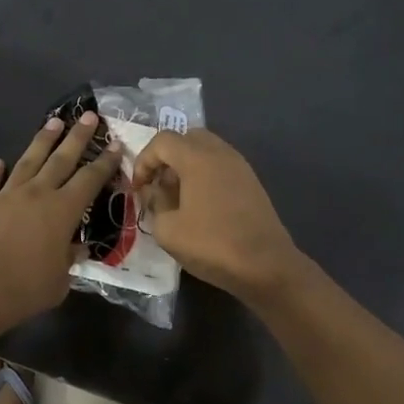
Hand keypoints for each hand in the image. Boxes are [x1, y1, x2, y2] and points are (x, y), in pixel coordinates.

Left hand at [0, 114, 120, 332]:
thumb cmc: (25, 289)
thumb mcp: (60, 280)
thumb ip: (69, 259)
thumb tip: (75, 248)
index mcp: (62, 211)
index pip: (90, 180)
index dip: (105, 162)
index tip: (115, 144)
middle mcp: (36, 194)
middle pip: (61, 159)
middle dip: (77, 137)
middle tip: (88, 115)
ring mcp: (5, 196)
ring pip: (27, 161)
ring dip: (42, 141)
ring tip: (53, 122)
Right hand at [132, 129, 302, 302]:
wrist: (265, 265)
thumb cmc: (211, 245)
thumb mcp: (168, 230)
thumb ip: (155, 203)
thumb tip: (155, 191)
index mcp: (197, 158)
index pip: (162, 141)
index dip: (144, 160)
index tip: (138, 188)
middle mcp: (220, 153)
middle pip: (187, 138)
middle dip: (167, 158)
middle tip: (158, 185)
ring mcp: (240, 166)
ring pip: (207, 151)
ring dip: (187, 166)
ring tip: (177, 196)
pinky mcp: (251, 182)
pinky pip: (221, 166)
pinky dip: (205, 175)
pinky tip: (200, 204)